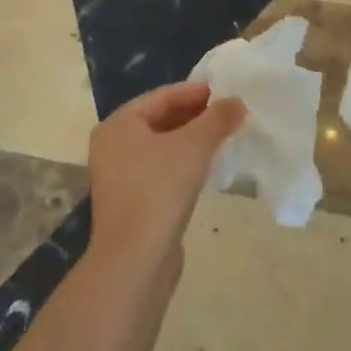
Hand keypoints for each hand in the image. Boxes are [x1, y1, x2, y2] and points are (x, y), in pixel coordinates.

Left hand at [87, 81, 244, 282]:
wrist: (135, 259)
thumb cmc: (159, 189)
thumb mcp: (194, 146)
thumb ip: (217, 119)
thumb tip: (238, 102)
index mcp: (119, 124)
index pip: (162, 96)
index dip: (195, 91)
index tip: (226, 92)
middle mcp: (112, 145)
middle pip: (160, 119)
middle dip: (195, 115)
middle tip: (228, 113)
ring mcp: (119, 175)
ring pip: (161, 146)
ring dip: (191, 140)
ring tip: (223, 137)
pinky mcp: (130, 201)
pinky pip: (160, 169)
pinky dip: (183, 162)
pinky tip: (207, 167)